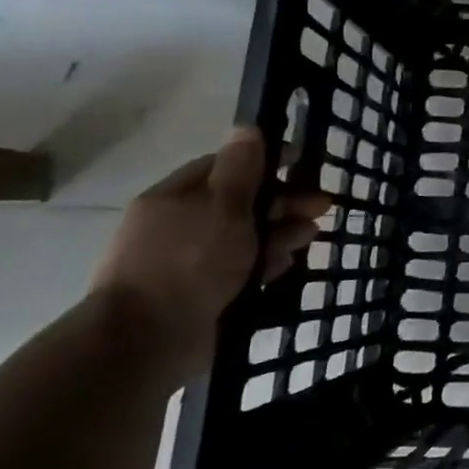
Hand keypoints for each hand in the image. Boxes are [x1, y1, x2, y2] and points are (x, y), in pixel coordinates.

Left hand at [90, 128, 329, 383]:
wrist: (147, 341)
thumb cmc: (188, 262)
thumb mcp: (222, 206)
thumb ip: (241, 169)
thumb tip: (248, 127)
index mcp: (175, 198)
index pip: (224, 167)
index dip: (264, 164)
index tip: (300, 167)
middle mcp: (180, 226)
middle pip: (240, 204)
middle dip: (283, 203)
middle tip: (321, 209)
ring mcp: (189, 263)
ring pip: (245, 238)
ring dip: (280, 234)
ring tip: (309, 238)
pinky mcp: (202, 294)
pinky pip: (241, 271)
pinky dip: (264, 265)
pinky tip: (283, 267)